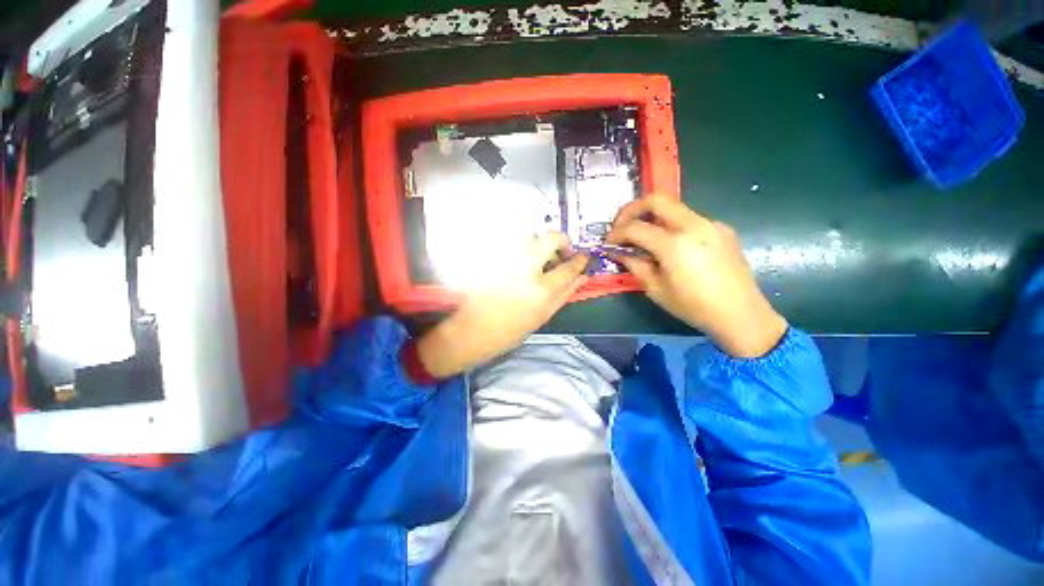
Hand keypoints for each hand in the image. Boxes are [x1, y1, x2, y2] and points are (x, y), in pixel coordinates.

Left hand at [416, 233, 588, 377]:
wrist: (471, 330)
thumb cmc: (509, 330)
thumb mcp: (542, 316)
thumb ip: (565, 294)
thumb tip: (582, 278)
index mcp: (542, 291)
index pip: (569, 267)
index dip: (579, 260)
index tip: (582, 257)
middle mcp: (526, 269)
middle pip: (552, 238)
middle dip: (562, 240)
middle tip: (562, 250)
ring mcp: (506, 260)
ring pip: (530, 235)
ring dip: (539, 242)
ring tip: (537, 256)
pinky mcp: (491, 256)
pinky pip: (511, 242)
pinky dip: (521, 247)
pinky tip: (519, 261)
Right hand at [607, 195, 786, 357]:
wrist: (741, 314)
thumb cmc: (693, 306)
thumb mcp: (656, 289)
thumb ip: (635, 264)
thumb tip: (619, 252)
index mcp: (674, 244)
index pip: (635, 227)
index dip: (616, 233)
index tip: (608, 242)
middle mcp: (693, 225)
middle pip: (656, 200)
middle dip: (632, 209)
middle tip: (621, 225)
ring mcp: (711, 224)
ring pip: (674, 208)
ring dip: (653, 217)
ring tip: (644, 237)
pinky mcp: (721, 229)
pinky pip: (690, 219)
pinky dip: (673, 226)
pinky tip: (672, 246)